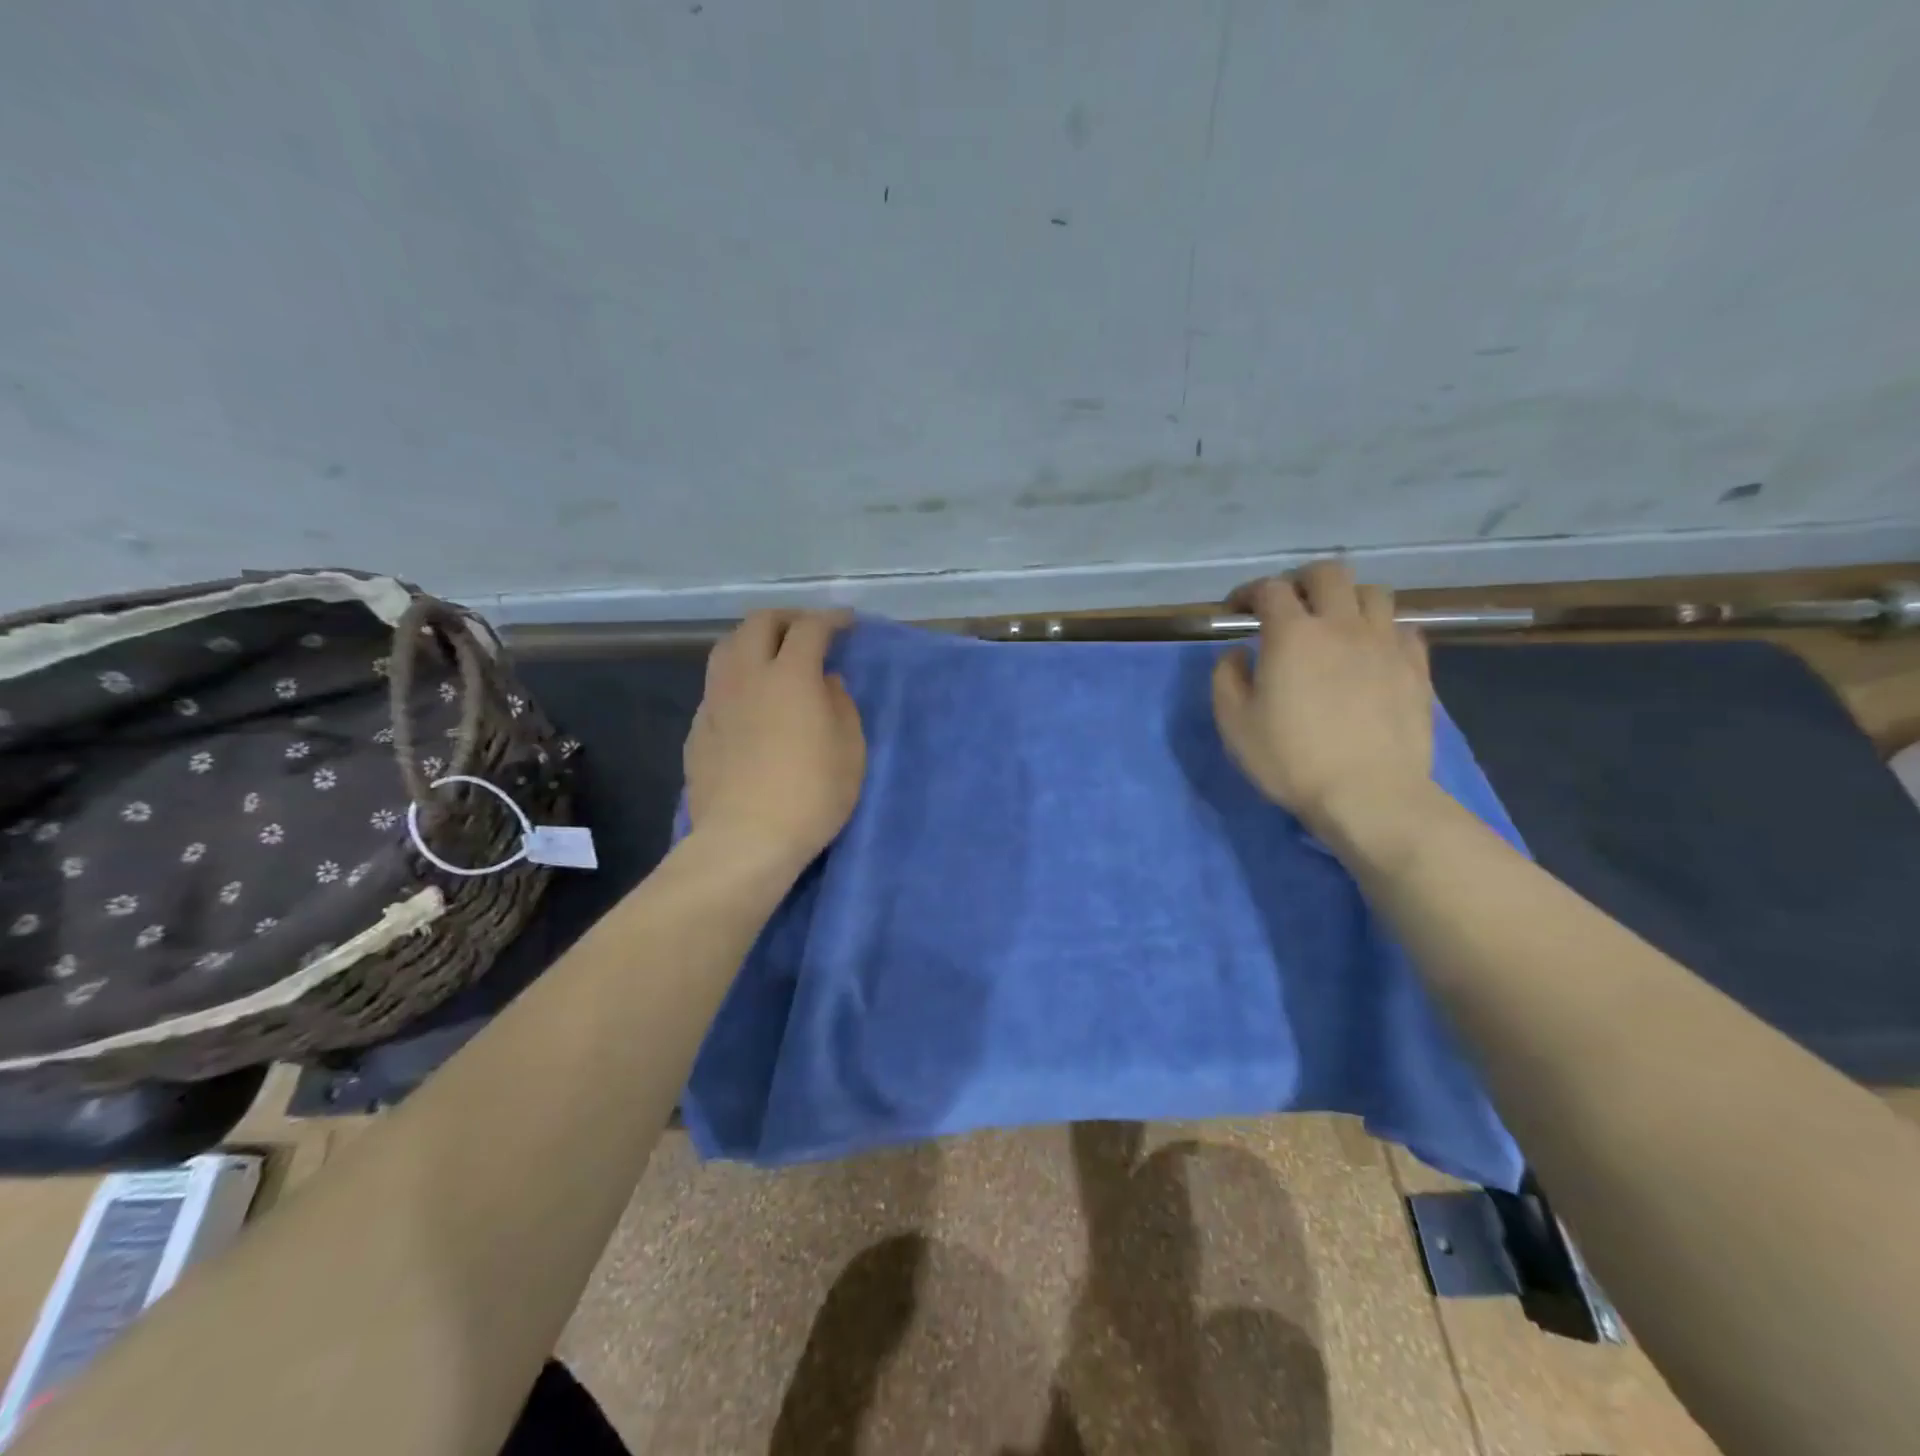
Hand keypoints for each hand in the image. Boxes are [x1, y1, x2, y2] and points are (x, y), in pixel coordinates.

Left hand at [684, 610, 865, 875]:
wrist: (745, 839)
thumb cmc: (811, 795)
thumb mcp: (850, 750)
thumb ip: (841, 705)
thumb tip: (826, 682)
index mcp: (790, 675)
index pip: (810, 629)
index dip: (830, 619)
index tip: (846, 622)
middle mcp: (746, 676)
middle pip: (759, 623)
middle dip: (787, 618)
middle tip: (807, 630)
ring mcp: (715, 701)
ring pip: (727, 648)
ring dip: (753, 640)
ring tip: (771, 655)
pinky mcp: (698, 729)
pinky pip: (716, 686)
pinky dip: (737, 678)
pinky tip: (748, 701)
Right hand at [1211, 561, 1434, 842]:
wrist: (1369, 794)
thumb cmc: (1291, 759)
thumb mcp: (1234, 723)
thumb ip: (1226, 678)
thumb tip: (1237, 653)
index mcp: (1292, 634)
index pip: (1269, 589)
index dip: (1248, 592)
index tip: (1237, 610)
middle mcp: (1341, 625)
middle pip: (1328, 574)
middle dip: (1302, 581)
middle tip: (1288, 605)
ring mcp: (1385, 643)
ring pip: (1373, 592)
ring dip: (1347, 599)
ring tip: (1334, 623)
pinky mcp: (1416, 667)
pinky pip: (1403, 627)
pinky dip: (1381, 629)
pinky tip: (1370, 651)